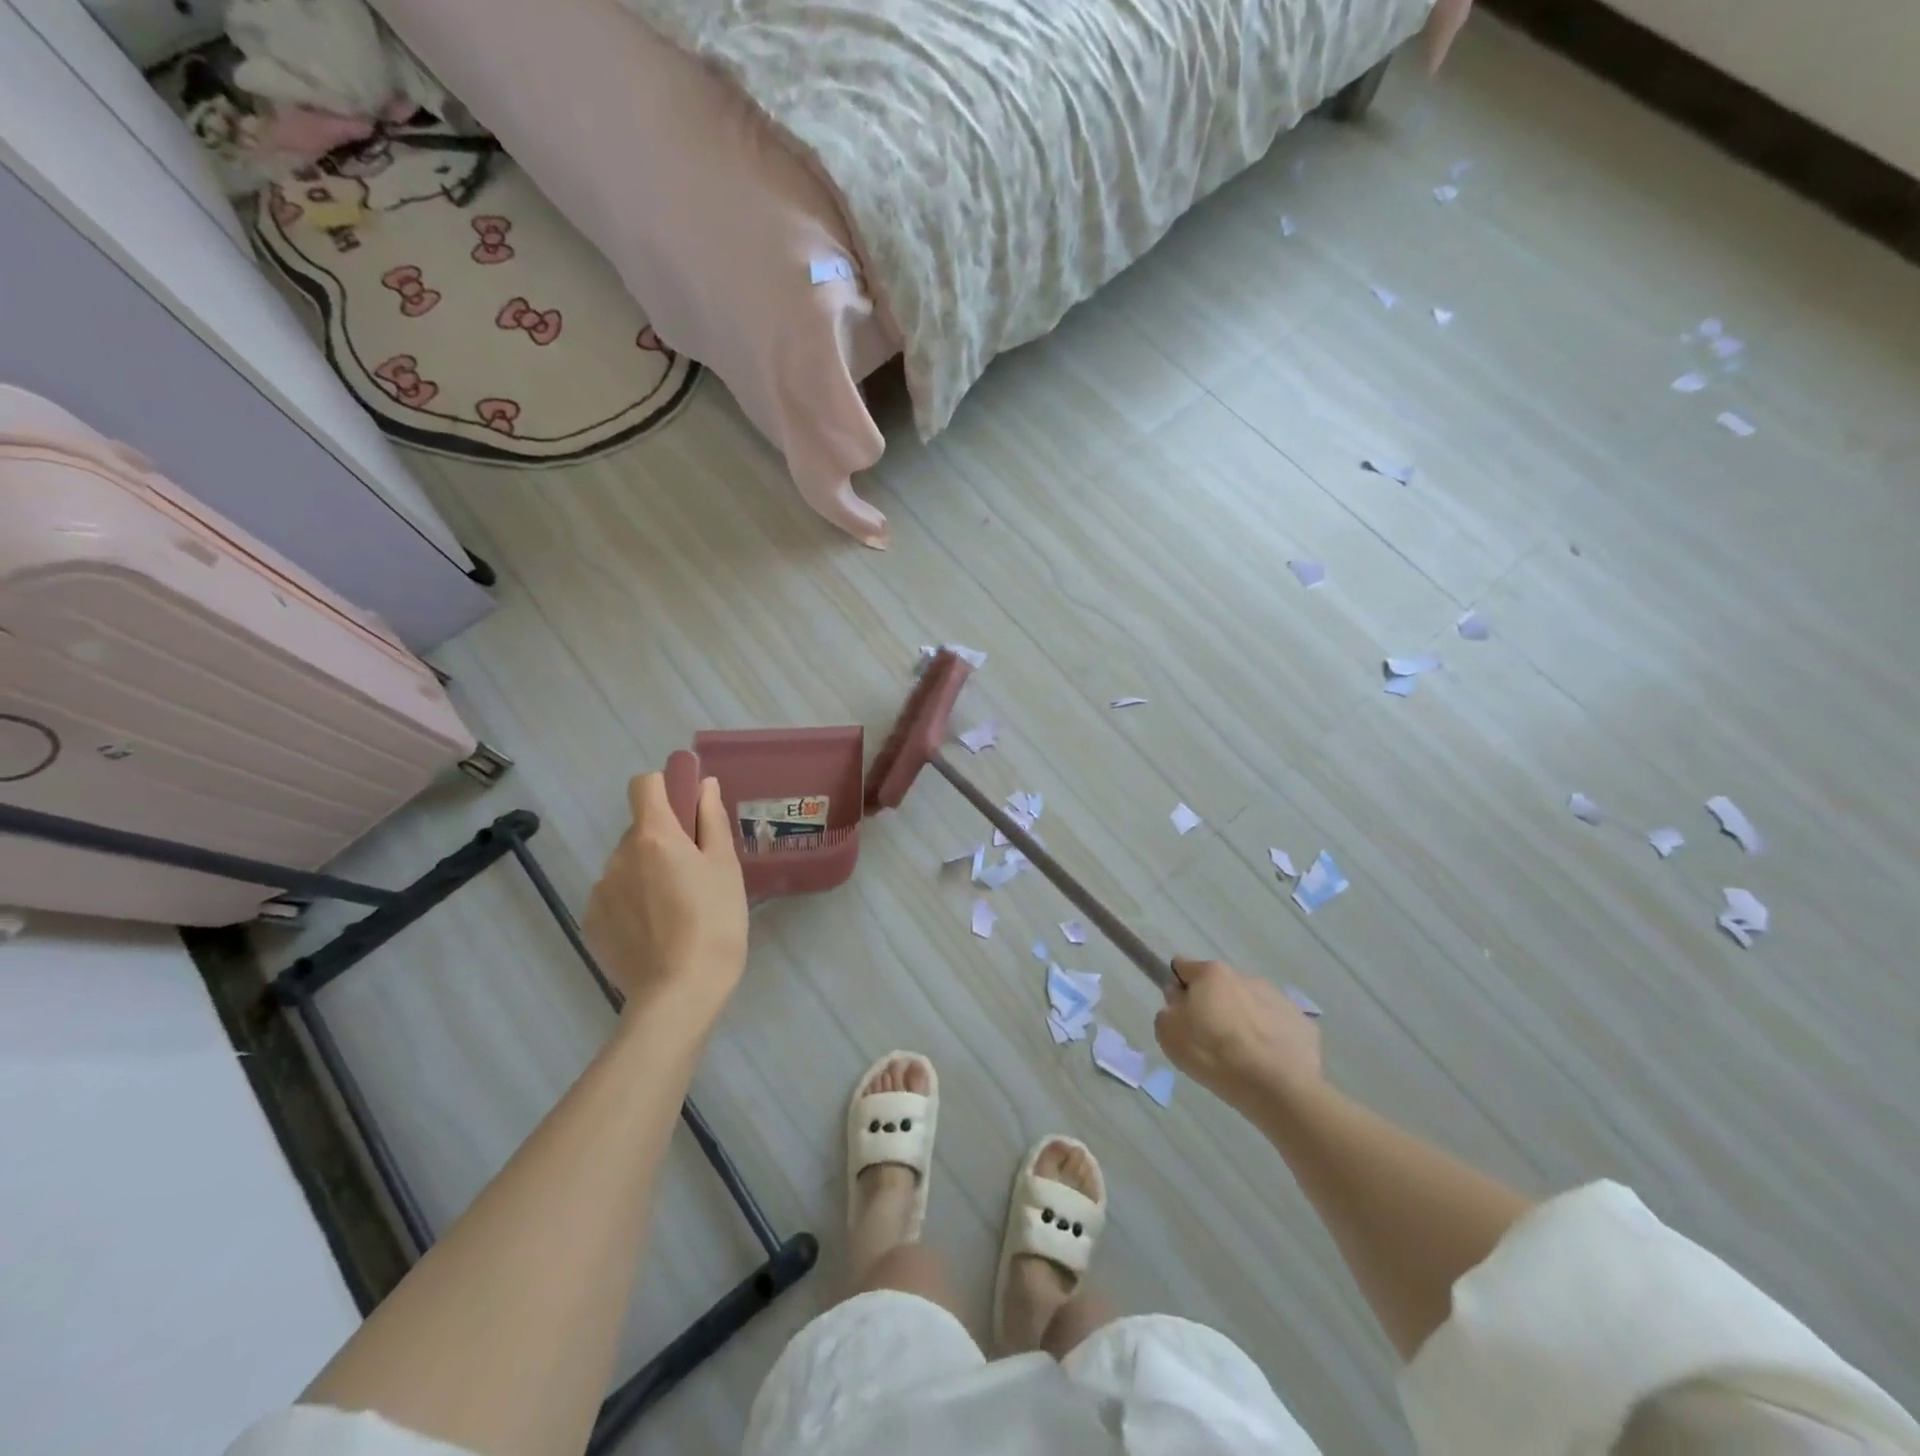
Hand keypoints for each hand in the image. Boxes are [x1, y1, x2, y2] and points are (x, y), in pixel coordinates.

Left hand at [585, 772, 747, 1025]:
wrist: (679, 993)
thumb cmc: (715, 922)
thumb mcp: (725, 867)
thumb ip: (711, 820)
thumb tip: (704, 785)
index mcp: (654, 836)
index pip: (645, 784)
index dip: (666, 788)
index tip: (689, 810)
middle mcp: (619, 855)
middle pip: (641, 830)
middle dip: (665, 841)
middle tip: (695, 875)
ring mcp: (600, 890)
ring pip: (628, 865)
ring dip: (648, 873)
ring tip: (677, 910)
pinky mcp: (591, 923)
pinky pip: (615, 896)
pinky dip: (633, 902)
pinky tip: (656, 931)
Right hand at [1154, 958, 1321, 1105]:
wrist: (1280, 1089)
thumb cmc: (1216, 1056)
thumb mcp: (1170, 1036)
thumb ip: (1167, 1011)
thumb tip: (1180, 1002)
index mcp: (1212, 974)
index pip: (1183, 968)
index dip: (1178, 990)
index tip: (1180, 1015)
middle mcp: (1245, 976)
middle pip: (1219, 987)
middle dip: (1213, 1006)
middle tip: (1210, 1040)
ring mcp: (1278, 998)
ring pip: (1250, 1004)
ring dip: (1242, 1020)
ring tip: (1243, 1056)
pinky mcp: (1302, 1023)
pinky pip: (1276, 1025)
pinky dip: (1269, 1037)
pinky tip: (1267, 1062)